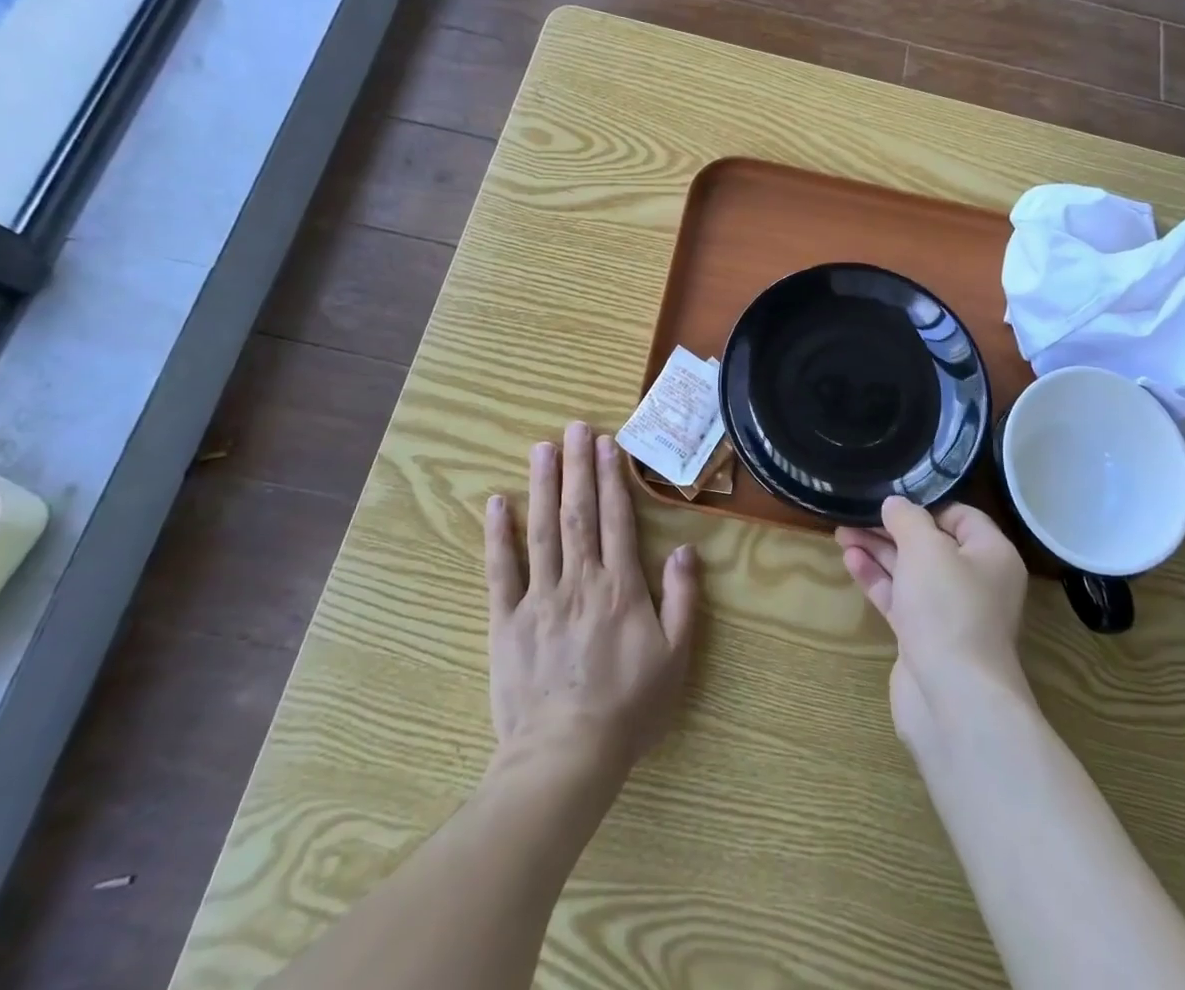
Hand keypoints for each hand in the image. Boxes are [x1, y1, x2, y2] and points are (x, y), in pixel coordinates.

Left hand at [486, 421, 699, 774]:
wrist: (565, 757)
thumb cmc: (628, 708)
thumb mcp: (676, 657)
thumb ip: (683, 599)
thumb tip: (686, 549)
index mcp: (620, 587)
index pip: (616, 518)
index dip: (611, 477)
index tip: (606, 443)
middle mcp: (579, 580)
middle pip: (578, 512)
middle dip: (577, 466)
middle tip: (574, 427)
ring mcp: (539, 597)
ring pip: (542, 529)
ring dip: (542, 485)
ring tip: (542, 448)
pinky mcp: (506, 620)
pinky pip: (501, 570)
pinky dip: (499, 534)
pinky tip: (498, 502)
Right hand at [836, 498, 1029, 746]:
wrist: (953, 698)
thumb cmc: (949, 609)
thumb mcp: (926, 547)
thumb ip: (907, 518)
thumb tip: (895, 504)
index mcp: (992, 555)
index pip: (961, 515)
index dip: (926, 504)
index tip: (891, 497)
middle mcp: (975, 582)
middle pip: (930, 543)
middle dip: (892, 527)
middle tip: (856, 512)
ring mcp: (949, 613)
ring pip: (910, 571)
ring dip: (878, 550)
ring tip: (842, 531)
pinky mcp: (924, 638)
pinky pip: (899, 598)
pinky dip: (877, 578)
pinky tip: (850, 560)